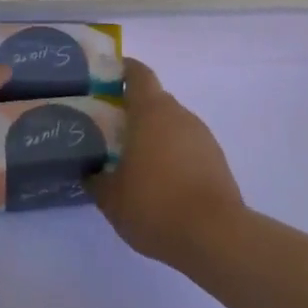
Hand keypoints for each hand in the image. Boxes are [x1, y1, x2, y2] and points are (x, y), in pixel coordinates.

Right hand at [90, 58, 245, 268]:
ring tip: (134, 162)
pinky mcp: (218, 161)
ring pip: (173, 125)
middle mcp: (179, 115)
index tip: (105, 79)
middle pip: (154, 100)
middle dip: (134, 111)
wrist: (216, 237)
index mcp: (151, 111)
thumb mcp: (110, 197)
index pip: (137, 74)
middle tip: (110, 131)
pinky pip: (188, 147)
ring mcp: (203, 137)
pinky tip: (161, 184)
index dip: (122, 70)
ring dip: (155, 136)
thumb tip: (90, 171)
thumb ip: (95, 178)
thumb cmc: (155, 204)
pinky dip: (173, 156)